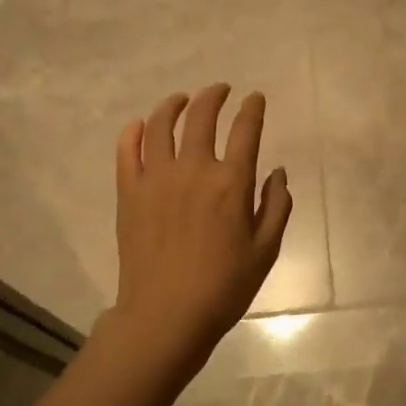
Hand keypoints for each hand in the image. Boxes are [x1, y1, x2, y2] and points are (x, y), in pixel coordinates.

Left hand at [110, 84, 291, 375]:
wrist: (166, 315)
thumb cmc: (224, 287)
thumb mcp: (266, 250)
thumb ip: (276, 206)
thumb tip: (278, 172)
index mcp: (231, 182)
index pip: (245, 130)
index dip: (252, 108)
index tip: (255, 98)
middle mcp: (193, 169)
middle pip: (201, 116)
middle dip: (214, 96)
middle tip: (220, 90)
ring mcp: (156, 178)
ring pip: (160, 125)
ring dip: (173, 105)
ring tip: (182, 99)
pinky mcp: (129, 192)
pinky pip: (127, 150)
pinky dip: (133, 132)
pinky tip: (140, 126)